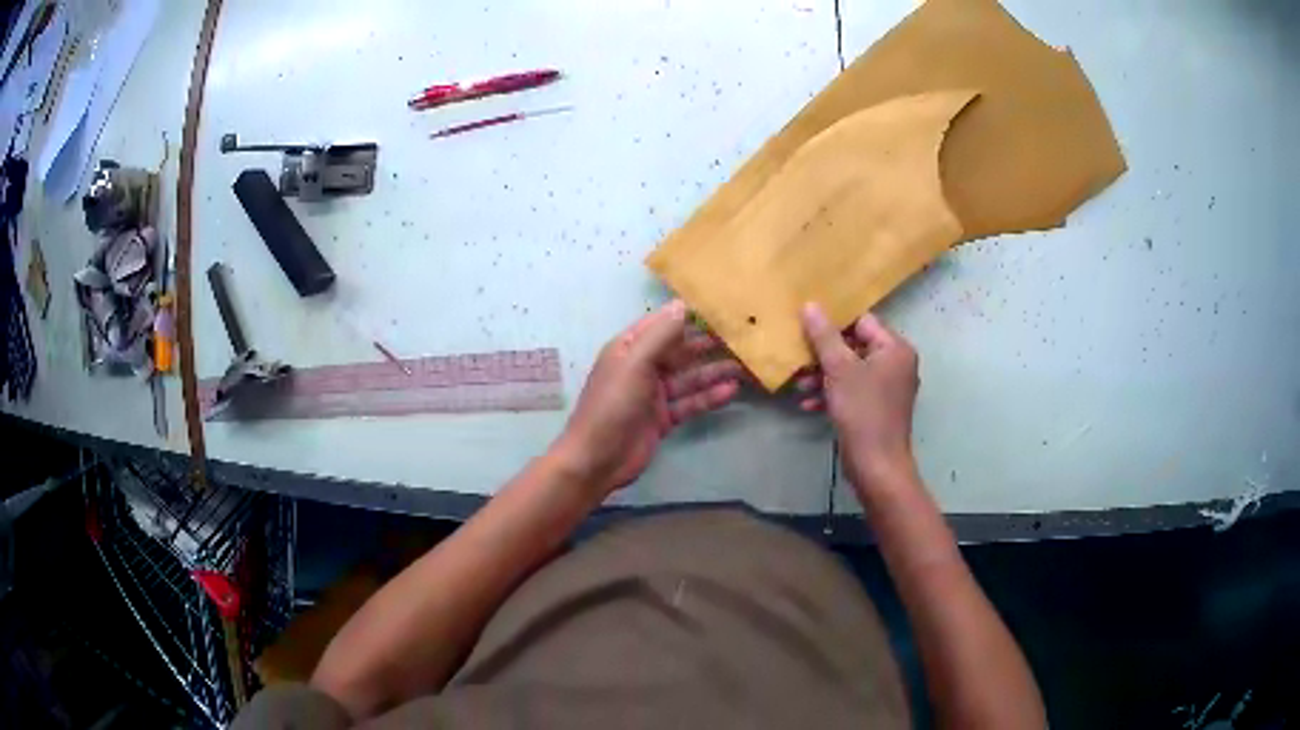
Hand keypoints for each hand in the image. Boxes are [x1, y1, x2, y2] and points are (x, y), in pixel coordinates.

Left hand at [552, 300, 742, 494]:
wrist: (597, 459)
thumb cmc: (612, 405)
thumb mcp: (635, 363)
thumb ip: (660, 336)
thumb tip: (683, 304)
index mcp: (628, 348)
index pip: (662, 323)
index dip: (688, 315)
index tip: (719, 307)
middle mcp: (641, 367)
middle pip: (679, 351)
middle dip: (707, 344)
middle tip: (741, 337)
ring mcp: (652, 394)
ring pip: (688, 378)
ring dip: (713, 371)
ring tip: (744, 366)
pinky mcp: (662, 419)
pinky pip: (690, 403)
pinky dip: (709, 397)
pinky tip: (732, 391)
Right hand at [797, 303, 919, 492]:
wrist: (876, 465)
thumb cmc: (862, 411)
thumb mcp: (839, 369)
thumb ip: (824, 335)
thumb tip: (810, 305)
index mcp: (895, 348)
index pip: (862, 321)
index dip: (834, 322)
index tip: (806, 326)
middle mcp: (896, 363)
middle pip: (855, 345)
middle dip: (824, 353)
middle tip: (798, 356)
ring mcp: (888, 387)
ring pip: (851, 370)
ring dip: (824, 375)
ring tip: (799, 384)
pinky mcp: (877, 407)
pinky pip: (853, 390)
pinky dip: (833, 393)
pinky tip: (808, 403)